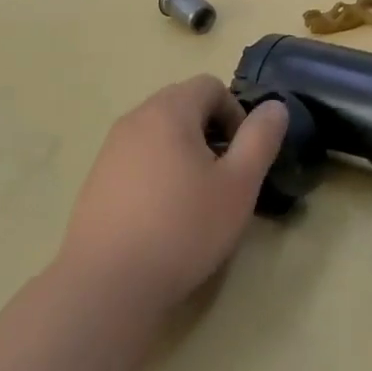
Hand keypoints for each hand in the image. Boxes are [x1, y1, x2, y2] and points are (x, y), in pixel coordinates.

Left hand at [56, 76, 288, 313]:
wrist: (107, 284)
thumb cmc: (183, 228)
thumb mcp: (239, 185)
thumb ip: (260, 139)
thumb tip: (275, 106)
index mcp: (168, 111)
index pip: (210, 85)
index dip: (236, 113)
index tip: (242, 156)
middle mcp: (134, 120)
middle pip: (182, 105)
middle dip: (211, 132)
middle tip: (224, 177)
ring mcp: (110, 150)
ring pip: (159, 134)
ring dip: (185, 153)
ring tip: (196, 199)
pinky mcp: (96, 181)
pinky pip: (137, 159)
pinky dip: (158, 173)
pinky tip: (164, 216)